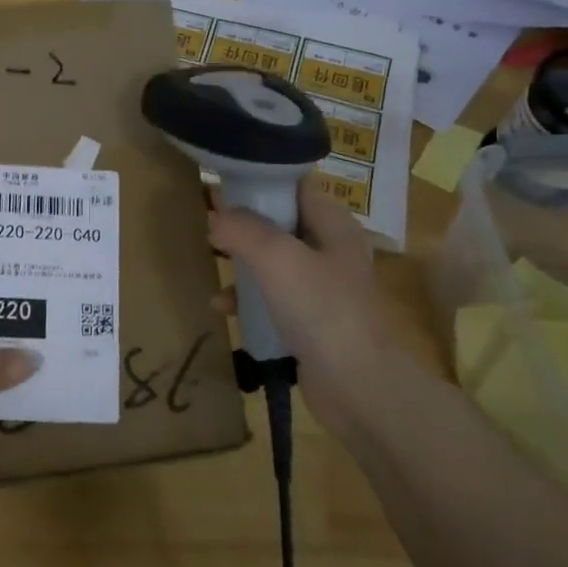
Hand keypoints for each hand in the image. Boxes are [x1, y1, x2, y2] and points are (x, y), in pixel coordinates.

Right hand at [208, 176, 396, 428]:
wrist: (358, 386)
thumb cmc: (321, 310)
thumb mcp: (276, 257)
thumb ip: (241, 229)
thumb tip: (215, 218)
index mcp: (334, 225)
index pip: (294, 185)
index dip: (259, 180)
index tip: (221, 186)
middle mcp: (331, 250)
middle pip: (280, 222)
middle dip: (243, 223)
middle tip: (209, 224)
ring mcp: (322, 287)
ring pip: (272, 260)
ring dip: (241, 261)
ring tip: (211, 261)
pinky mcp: (310, 320)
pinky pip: (272, 297)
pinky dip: (247, 298)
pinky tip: (223, 307)